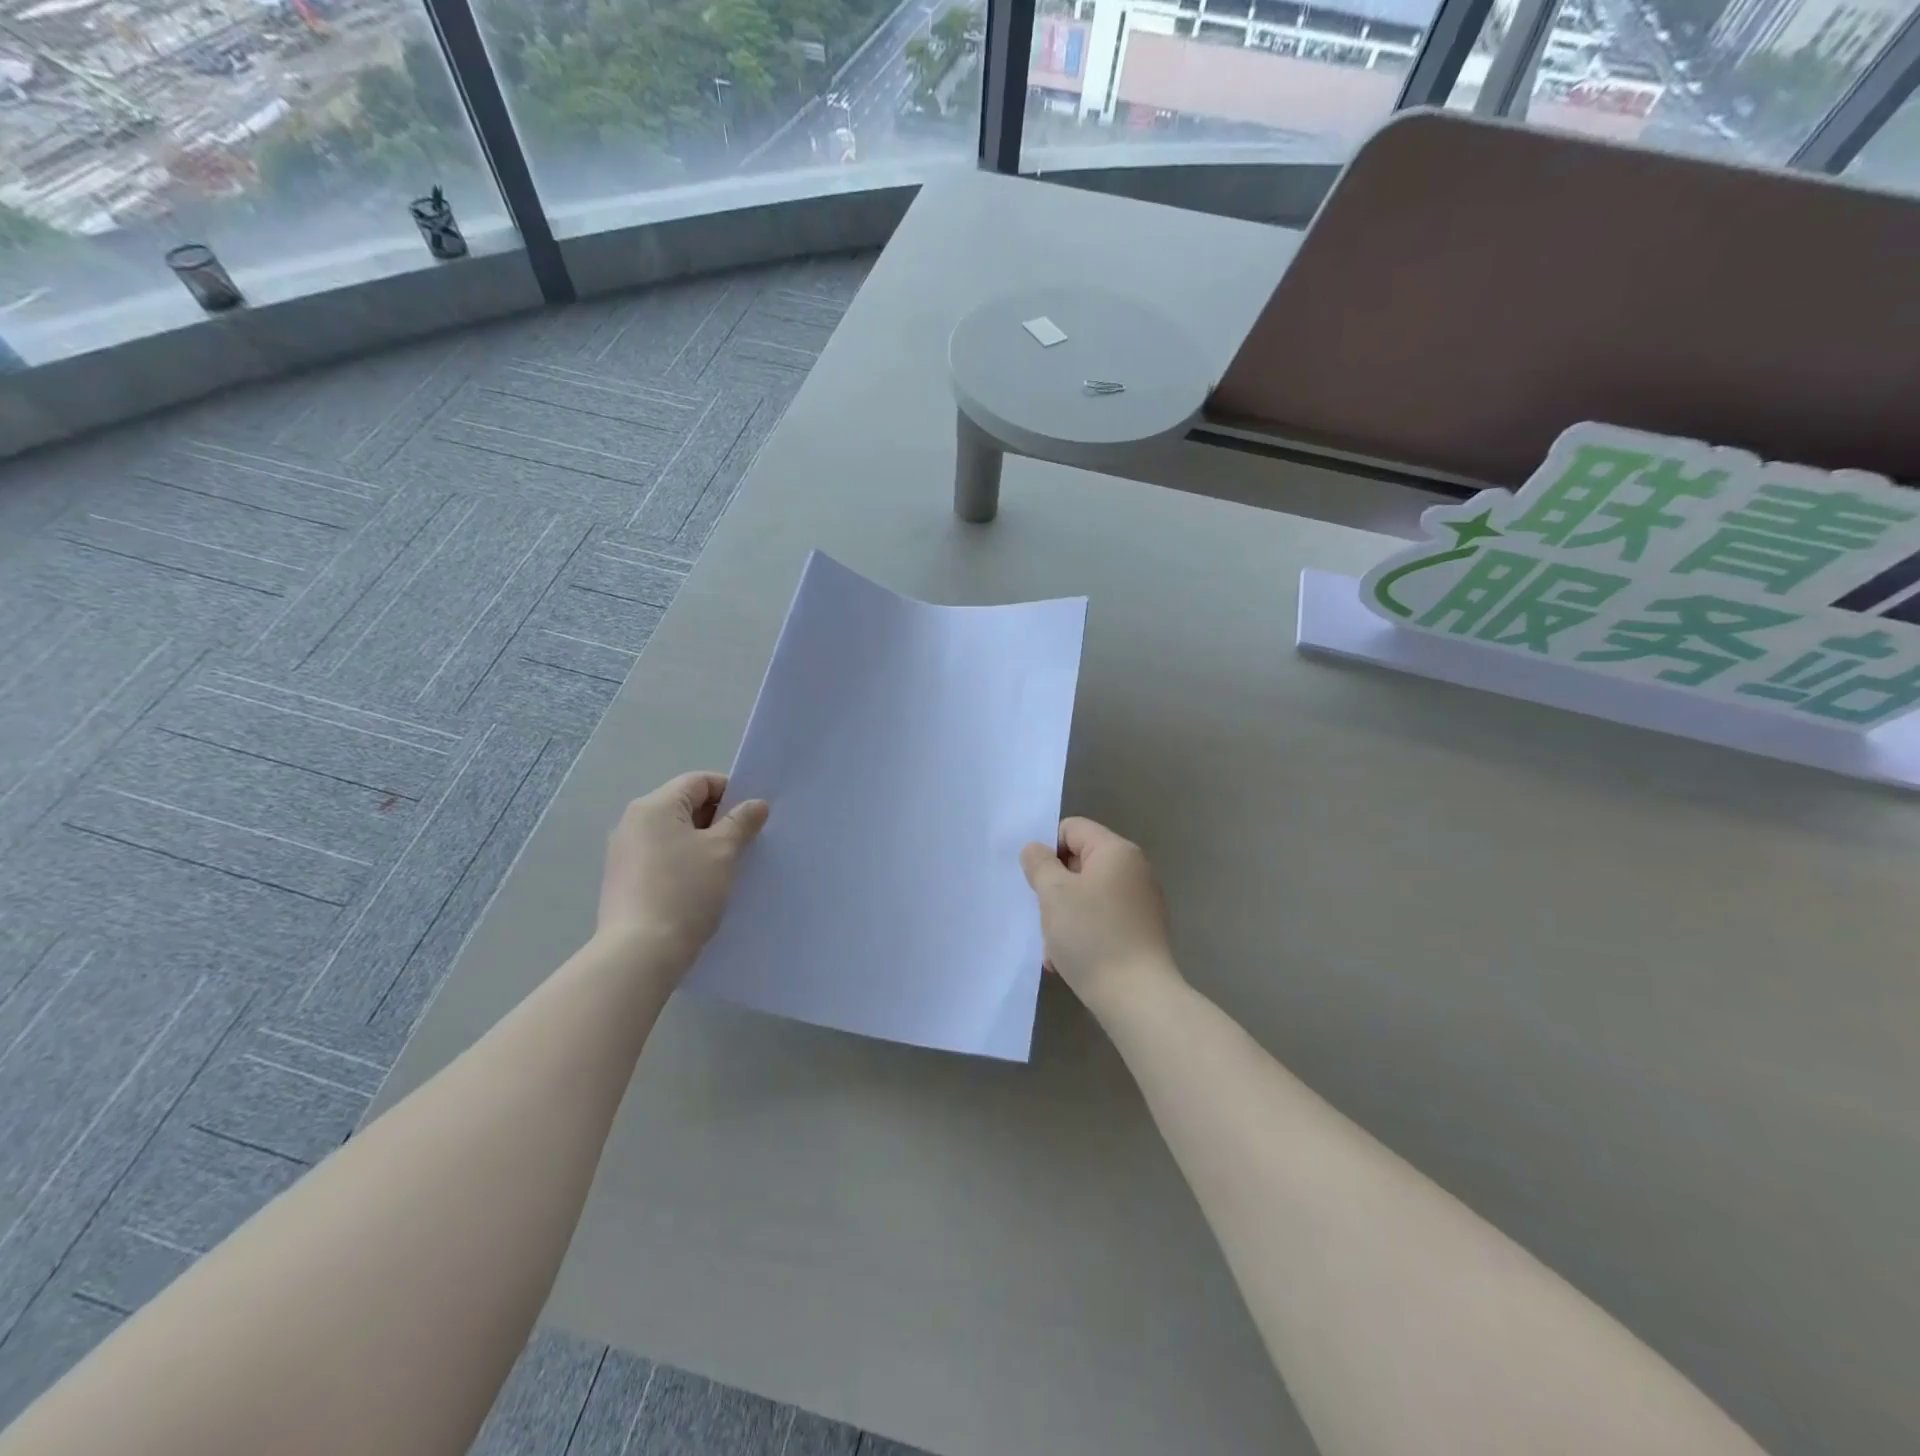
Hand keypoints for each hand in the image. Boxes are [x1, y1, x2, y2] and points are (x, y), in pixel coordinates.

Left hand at [599, 772, 768, 969]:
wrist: (640, 953)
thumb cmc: (685, 891)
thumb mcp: (723, 851)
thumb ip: (741, 822)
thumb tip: (755, 804)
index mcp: (654, 806)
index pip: (699, 782)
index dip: (731, 793)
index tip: (752, 818)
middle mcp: (633, 822)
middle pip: (685, 806)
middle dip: (718, 820)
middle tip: (744, 844)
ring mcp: (624, 853)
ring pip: (674, 834)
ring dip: (703, 844)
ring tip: (726, 868)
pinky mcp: (623, 881)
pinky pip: (662, 858)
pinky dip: (685, 863)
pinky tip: (701, 888)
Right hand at [1020, 817, 1181, 1012]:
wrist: (1136, 996)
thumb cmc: (1091, 935)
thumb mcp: (1053, 894)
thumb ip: (1039, 863)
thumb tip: (1036, 849)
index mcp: (1116, 851)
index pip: (1072, 829)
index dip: (1048, 850)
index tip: (1036, 881)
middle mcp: (1134, 869)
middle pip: (1079, 862)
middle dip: (1054, 887)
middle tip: (1043, 915)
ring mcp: (1140, 901)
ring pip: (1087, 894)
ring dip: (1064, 915)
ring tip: (1053, 947)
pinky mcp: (1141, 930)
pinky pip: (1102, 918)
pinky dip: (1082, 932)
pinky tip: (1067, 959)